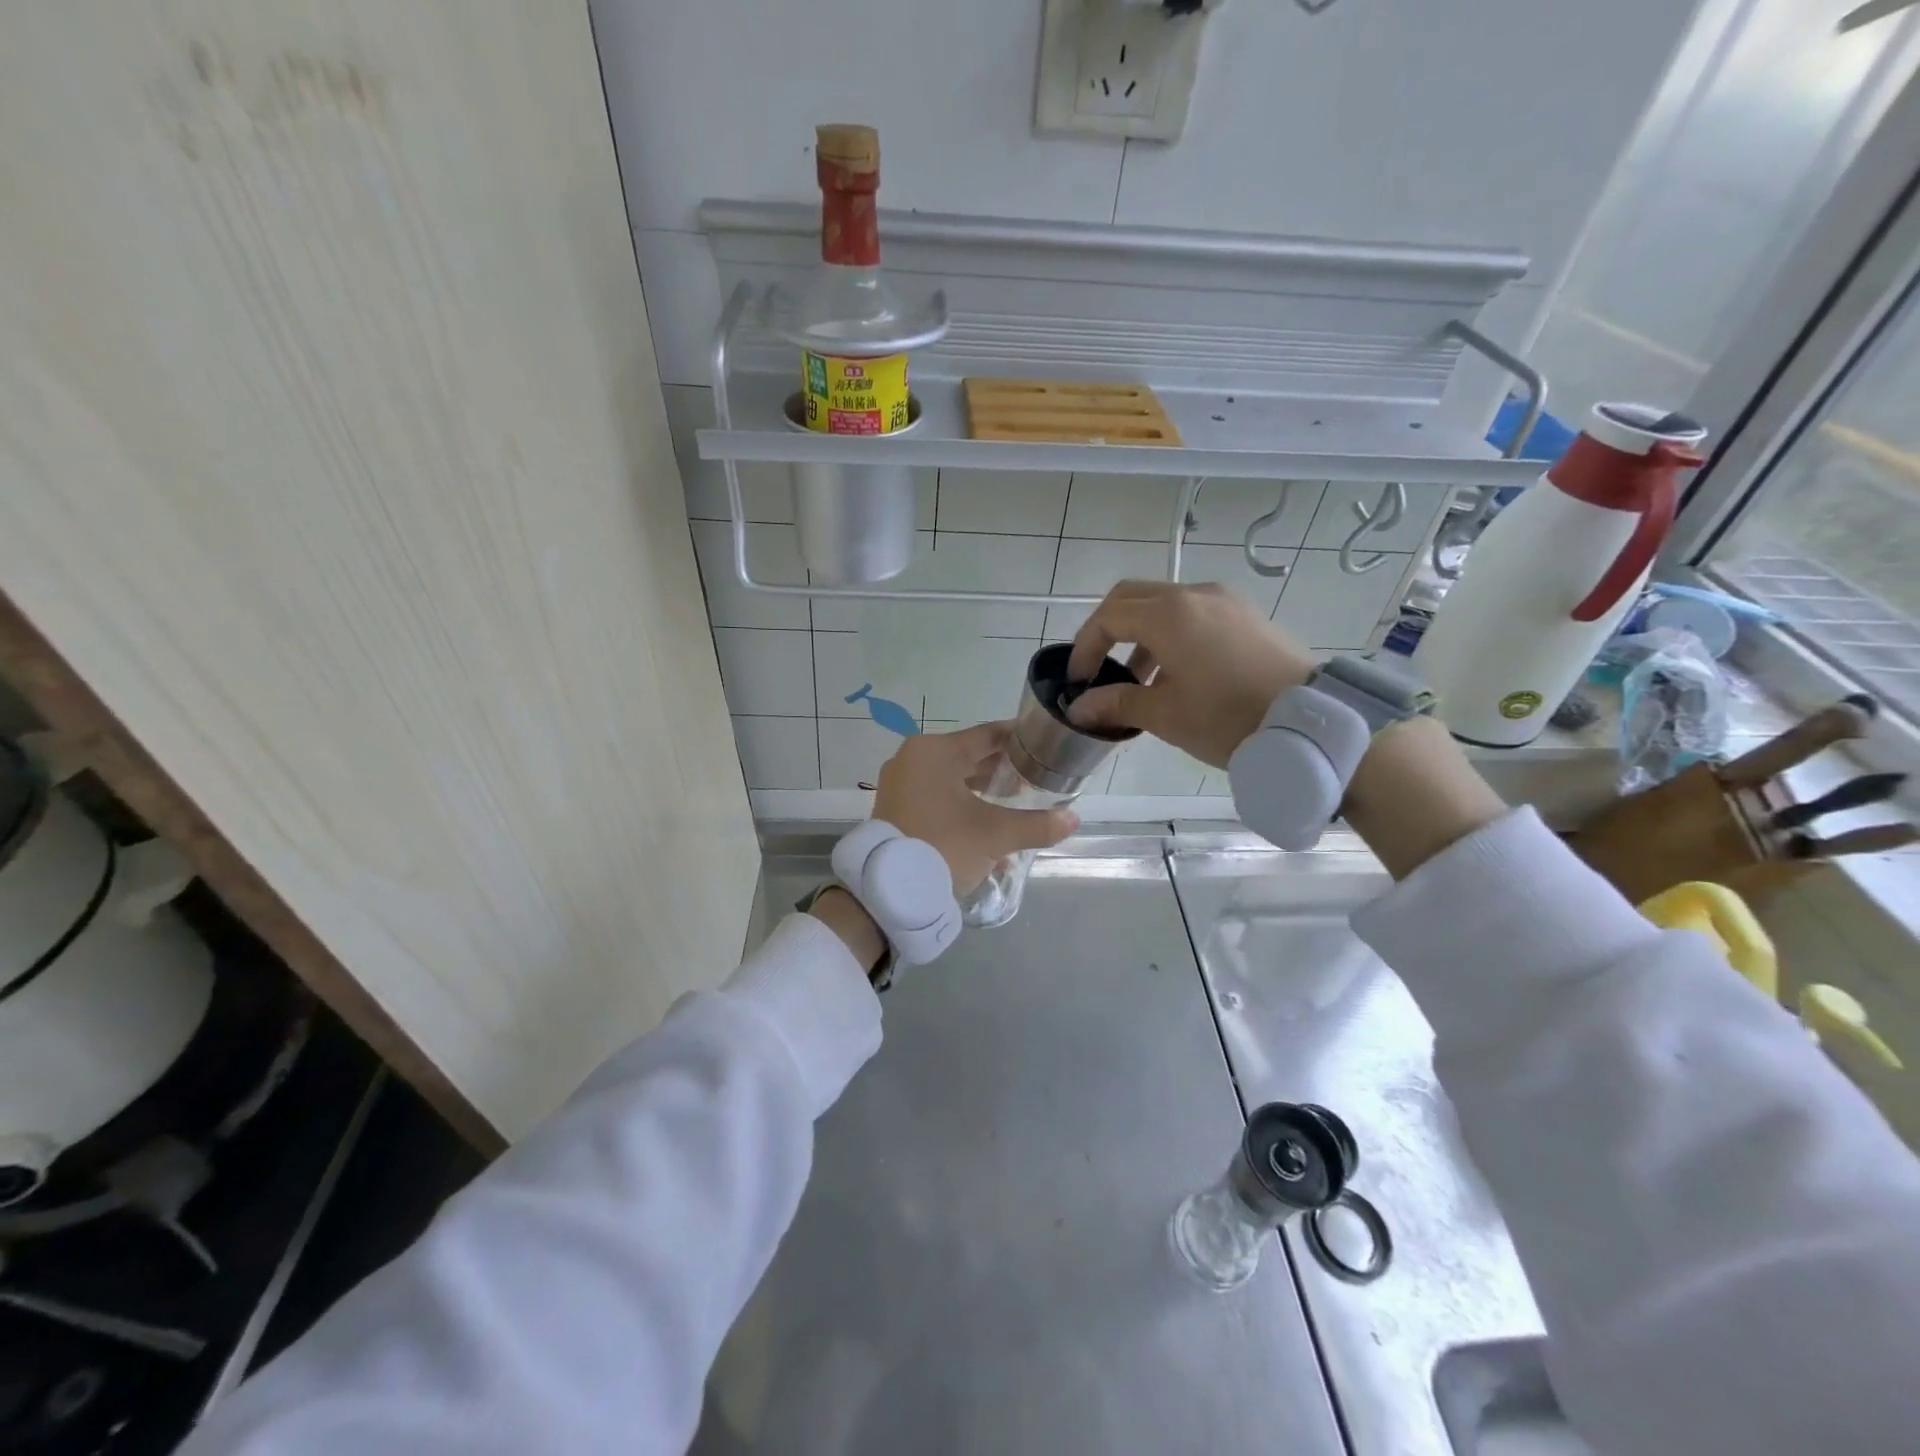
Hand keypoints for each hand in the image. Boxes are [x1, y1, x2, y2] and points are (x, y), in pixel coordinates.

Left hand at [873, 722, 1079, 893]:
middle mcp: (913, 759)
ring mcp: (900, 785)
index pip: (987, 735)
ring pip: (953, 780)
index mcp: (934, 751)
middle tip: (1035, 779)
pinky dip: (962, 808)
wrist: (889, 890)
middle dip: (1002, 770)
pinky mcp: (895, 809)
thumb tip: (1073, 818)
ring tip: (1016, 805)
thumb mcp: (995, 835)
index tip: (1043, 745)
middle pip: (969, 757)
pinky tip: (988, 830)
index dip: (1018, 740)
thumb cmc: (944, 846)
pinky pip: (937, 798)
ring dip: (983, 792)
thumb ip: (1037, 824)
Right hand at [1065, 581, 1314, 767]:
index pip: (1109, 617)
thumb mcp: (1166, 716)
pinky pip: (1193, 612)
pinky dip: (1170, 633)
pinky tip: (1175, 673)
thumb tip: (1079, 709)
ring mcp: (1224, 601)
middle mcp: (1195, 594)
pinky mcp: (1245, 615)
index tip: (1078, 681)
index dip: (1085, 647)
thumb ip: (1117, 704)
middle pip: (1132, 597)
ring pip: (1164, 603)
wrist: (1313, 722)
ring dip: (1139, 633)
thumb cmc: (1230, 718)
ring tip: (1138, 680)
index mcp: (1169, 615)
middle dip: (1106, 630)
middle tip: (1097, 667)